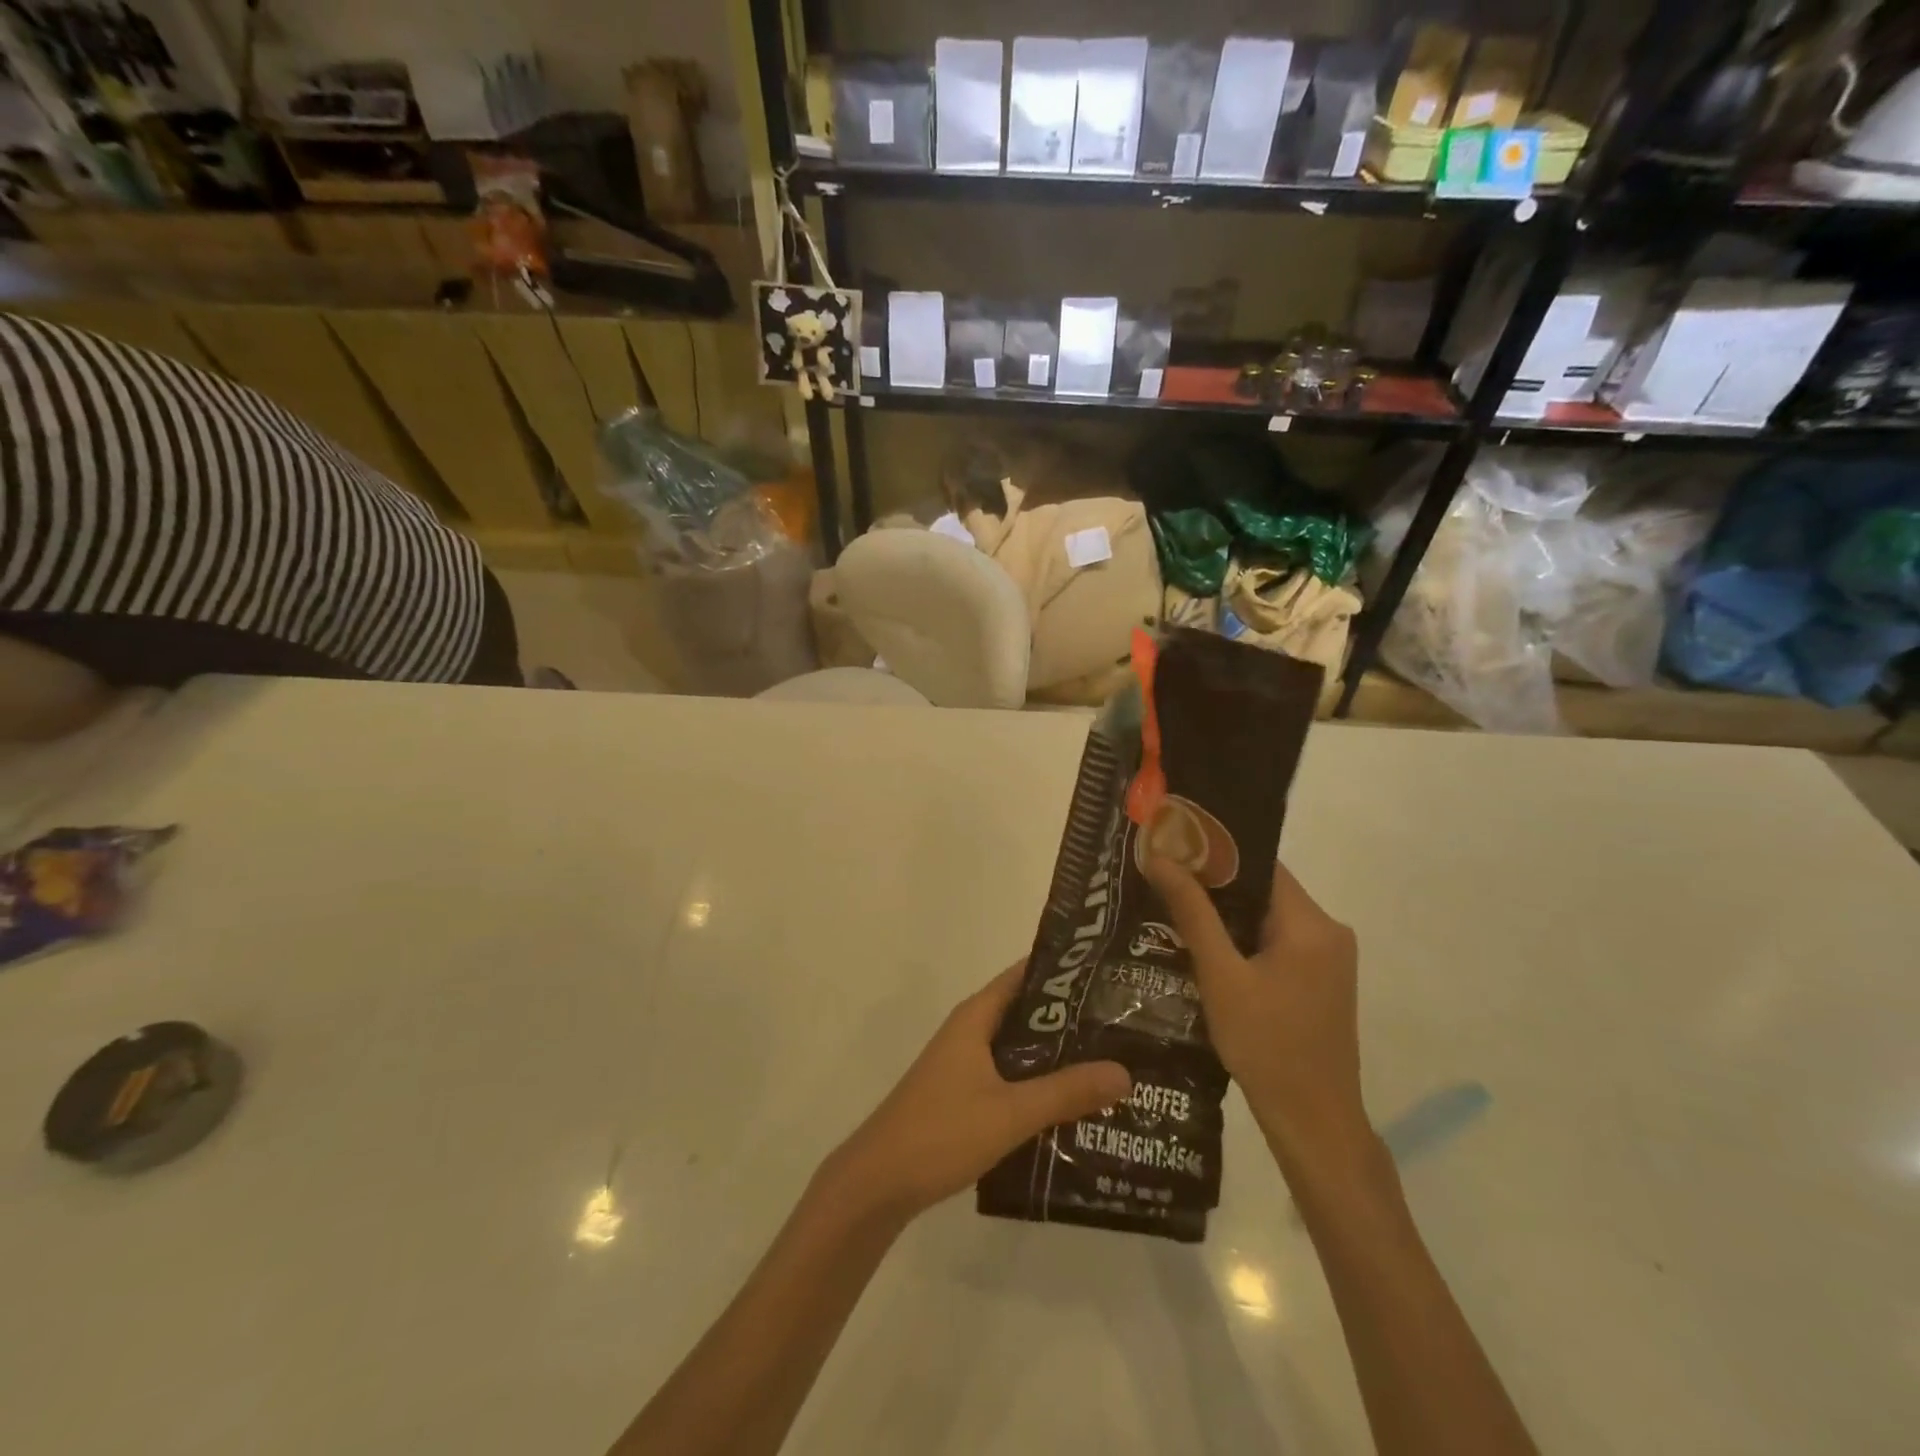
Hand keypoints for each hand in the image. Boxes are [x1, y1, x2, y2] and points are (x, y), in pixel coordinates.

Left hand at [825, 964, 1131, 1223]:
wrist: (878, 1183)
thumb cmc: (941, 1132)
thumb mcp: (1011, 1112)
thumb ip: (1066, 1092)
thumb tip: (1125, 1071)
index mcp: (976, 1017)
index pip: (1024, 976)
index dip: (1064, 972)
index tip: (1109, 975)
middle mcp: (970, 1032)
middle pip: (1027, 1013)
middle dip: (1070, 1018)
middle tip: (1123, 1024)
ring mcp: (965, 1065)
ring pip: (1020, 1049)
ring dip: (1057, 1055)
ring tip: (1110, 1062)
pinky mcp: (964, 1096)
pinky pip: (1010, 1077)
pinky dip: (1039, 1083)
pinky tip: (1073, 1104)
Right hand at [1144, 856, 1365, 1163]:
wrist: (1313, 1121)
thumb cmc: (1265, 1045)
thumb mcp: (1220, 976)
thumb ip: (1192, 912)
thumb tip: (1160, 858)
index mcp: (1312, 924)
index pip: (1260, 865)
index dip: (1215, 854)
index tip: (1171, 852)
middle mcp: (1330, 931)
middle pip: (1265, 889)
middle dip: (1215, 886)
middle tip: (1165, 883)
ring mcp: (1330, 958)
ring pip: (1269, 917)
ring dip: (1228, 915)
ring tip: (1176, 911)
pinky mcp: (1323, 980)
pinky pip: (1279, 942)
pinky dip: (1245, 940)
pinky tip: (1207, 950)